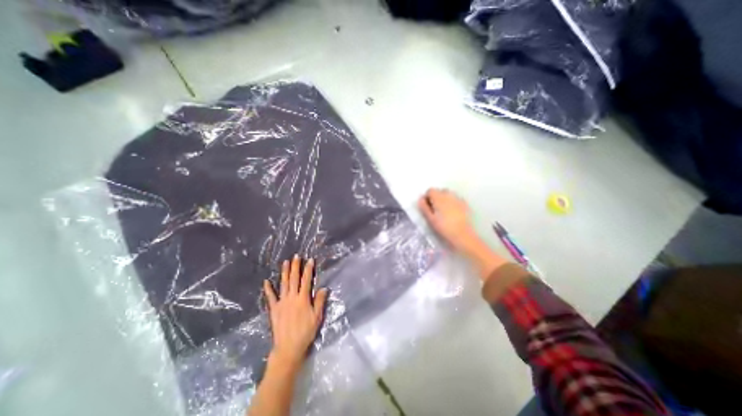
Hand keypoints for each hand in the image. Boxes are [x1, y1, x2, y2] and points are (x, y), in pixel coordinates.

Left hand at [264, 255, 326, 371]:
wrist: (288, 348)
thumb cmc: (305, 332)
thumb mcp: (317, 317)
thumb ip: (320, 301)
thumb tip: (324, 288)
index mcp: (303, 299)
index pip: (307, 280)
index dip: (308, 269)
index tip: (310, 260)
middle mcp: (292, 297)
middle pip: (294, 279)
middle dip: (296, 267)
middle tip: (296, 256)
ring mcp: (282, 303)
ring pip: (283, 284)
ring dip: (284, 272)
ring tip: (285, 262)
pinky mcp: (274, 309)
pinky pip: (270, 297)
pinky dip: (268, 289)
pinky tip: (266, 281)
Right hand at [414, 187, 506, 278]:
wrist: (462, 235)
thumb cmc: (443, 227)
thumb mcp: (430, 218)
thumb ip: (424, 207)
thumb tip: (421, 199)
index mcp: (438, 197)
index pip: (430, 190)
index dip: (427, 197)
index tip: (427, 207)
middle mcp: (448, 194)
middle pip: (439, 191)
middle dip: (436, 198)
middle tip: (435, 210)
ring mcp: (458, 198)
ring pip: (448, 195)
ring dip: (444, 200)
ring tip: (443, 211)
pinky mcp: (464, 204)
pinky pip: (455, 199)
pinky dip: (452, 203)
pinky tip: (452, 213)